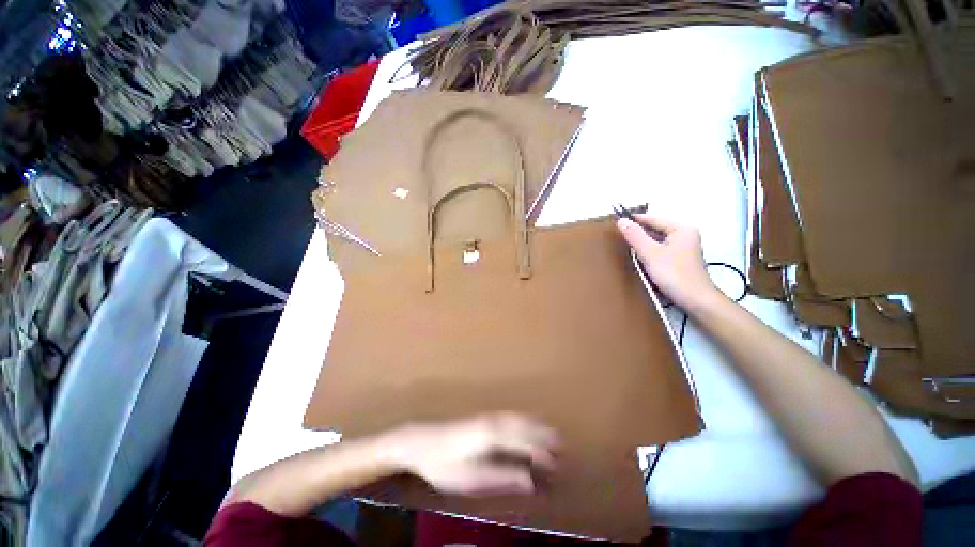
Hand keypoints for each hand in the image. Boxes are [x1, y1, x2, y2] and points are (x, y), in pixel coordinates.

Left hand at [385, 413, 559, 496]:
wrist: (421, 440)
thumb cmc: (444, 462)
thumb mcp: (472, 477)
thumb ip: (502, 476)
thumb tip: (530, 480)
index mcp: (492, 434)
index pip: (524, 441)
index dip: (542, 451)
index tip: (557, 462)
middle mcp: (494, 421)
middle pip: (524, 426)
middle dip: (543, 435)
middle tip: (563, 445)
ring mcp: (488, 417)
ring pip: (518, 419)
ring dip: (535, 425)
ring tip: (551, 433)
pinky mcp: (482, 418)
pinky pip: (509, 417)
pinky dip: (523, 420)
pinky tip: (525, 424)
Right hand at [616, 213, 721, 311]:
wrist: (695, 300)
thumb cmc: (673, 274)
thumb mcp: (650, 253)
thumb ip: (635, 236)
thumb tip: (621, 220)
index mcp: (681, 229)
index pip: (652, 218)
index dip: (634, 219)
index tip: (616, 220)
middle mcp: (685, 234)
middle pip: (656, 229)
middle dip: (638, 232)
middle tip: (618, 234)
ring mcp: (684, 247)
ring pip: (658, 240)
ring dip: (643, 243)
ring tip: (625, 244)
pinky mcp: (681, 259)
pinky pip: (661, 249)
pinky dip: (649, 251)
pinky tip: (639, 257)